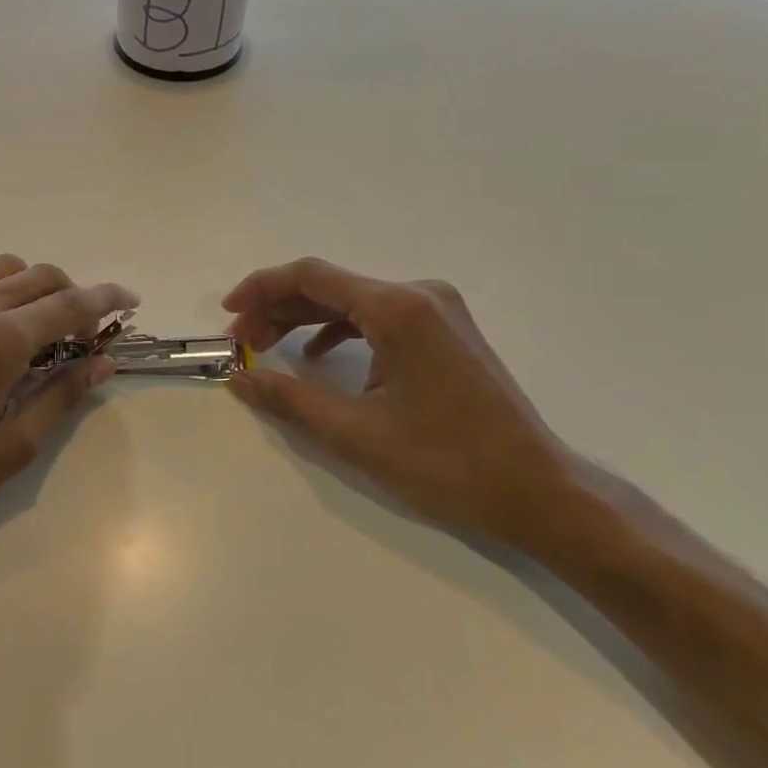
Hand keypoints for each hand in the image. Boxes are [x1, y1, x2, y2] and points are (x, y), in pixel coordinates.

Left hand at [0, 255, 137, 564]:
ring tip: (39, 329)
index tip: (131, 302)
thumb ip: (61, 398)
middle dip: (73, 295)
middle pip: (38, 276)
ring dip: (32, 288)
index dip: (107, 301)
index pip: (68, 305)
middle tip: (86, 333)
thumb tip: (102, 364)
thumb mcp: (9, 451)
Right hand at [222, 258, 589, 549]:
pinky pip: (378, 319)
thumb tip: (238, 378)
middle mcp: (419, 295)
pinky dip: (339, 333)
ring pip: (353, 303)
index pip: (312, 277)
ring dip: (304, 321)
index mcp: (399, 308)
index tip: (228, 315)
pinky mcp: (444, 333)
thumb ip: (289, 399)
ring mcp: (437, 312)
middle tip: (241, 343)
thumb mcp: (356, 433)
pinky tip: (318, 358)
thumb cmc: (447, 462)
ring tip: (267, 348)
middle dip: (278, 310)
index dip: (261, 289)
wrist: (538, 490)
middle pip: (330, 287)